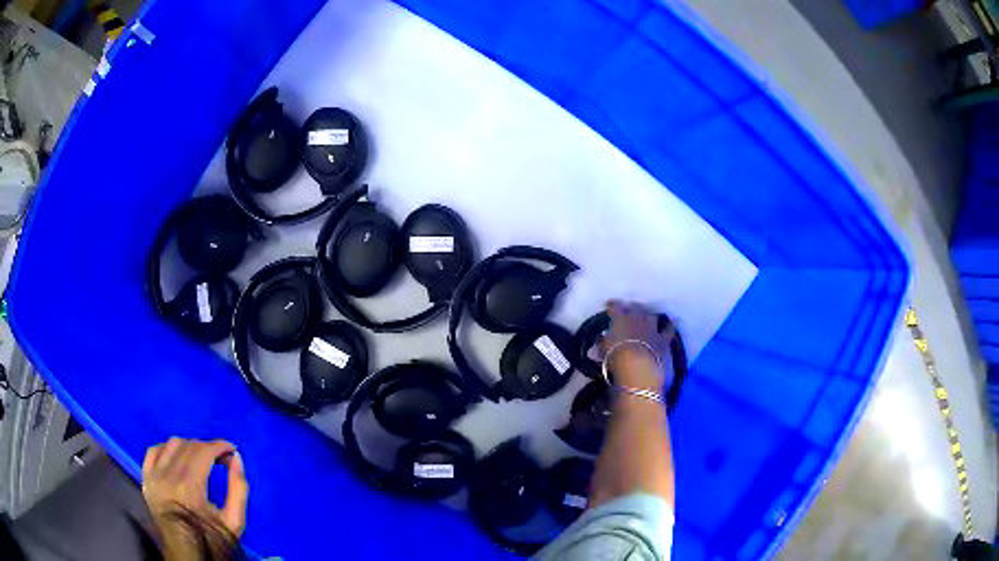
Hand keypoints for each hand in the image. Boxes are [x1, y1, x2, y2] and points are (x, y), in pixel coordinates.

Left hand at [142, 438, 248, 556]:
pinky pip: (153, 451)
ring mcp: (154, 476)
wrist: (186, 556)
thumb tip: (237, 459)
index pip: (203, 452)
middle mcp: (168, 476)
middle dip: (207, 447)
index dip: (219, 446)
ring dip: (188, 446)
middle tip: (221, 458)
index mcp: (190, 487)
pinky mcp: (146, 479)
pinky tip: (176, 457)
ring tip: (200, 458)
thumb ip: (238, 489)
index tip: (231, 450)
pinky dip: (166, 449)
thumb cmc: (211, 541)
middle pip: (188, 446)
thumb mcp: (234, 523)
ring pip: (171, 444)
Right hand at [601, 300, 675, 390]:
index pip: (615, 307)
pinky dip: (669, 326)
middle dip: (631, 308)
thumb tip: (601, 337)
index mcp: (620, 319)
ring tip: (647, 317)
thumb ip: (602, 342)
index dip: (612, 305)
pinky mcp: (664, 339)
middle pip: (635, 308)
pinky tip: (670, 324)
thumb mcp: (603, 351)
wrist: (639, 370)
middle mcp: (638, 318)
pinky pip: (669, 329)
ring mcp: (653, 328)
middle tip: (628, 311)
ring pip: (652, 316)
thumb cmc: (616, 359)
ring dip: (648, 315)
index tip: (609, 305)